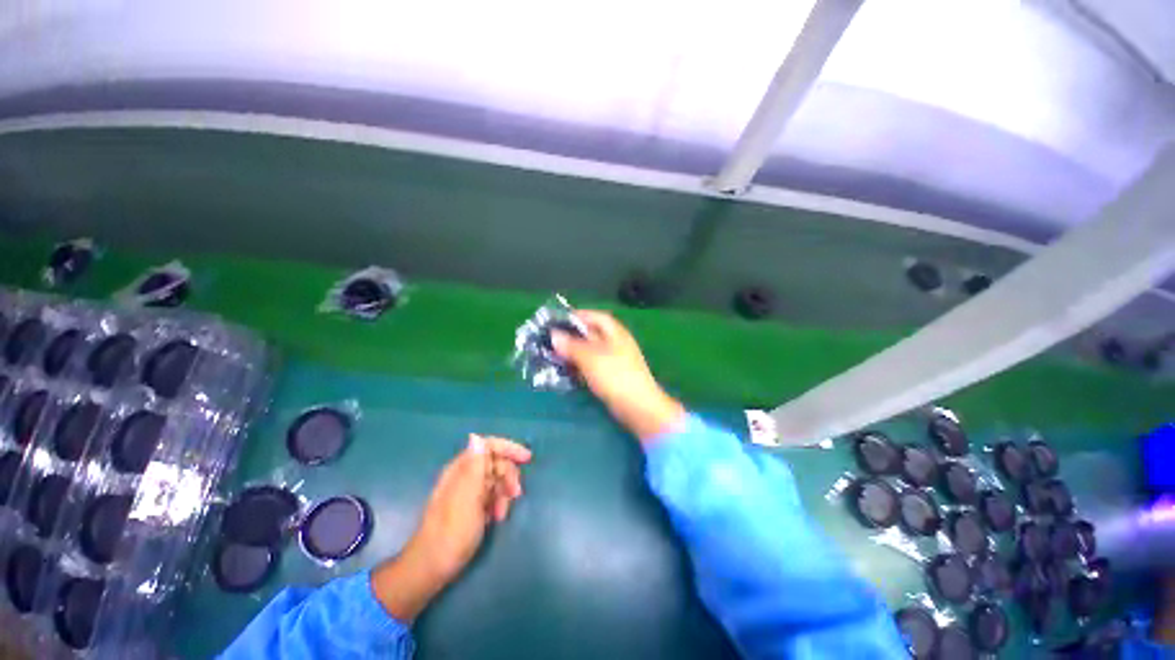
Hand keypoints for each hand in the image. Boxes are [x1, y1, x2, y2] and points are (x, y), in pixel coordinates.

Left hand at [372, 435, 530, 621]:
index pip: (488, 445)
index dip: (509, 448)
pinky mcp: (469, 506)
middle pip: (495, 462)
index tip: (527, 459)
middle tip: (516, 495)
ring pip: (495, 479)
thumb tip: (476, 437)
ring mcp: (466, 491)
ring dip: (504, 493)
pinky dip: (497, 503)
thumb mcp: (467, 497)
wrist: (432, 568)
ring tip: (502, 513)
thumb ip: (475, 466)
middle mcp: (463, 475)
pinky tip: (496, 517)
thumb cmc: (452, 532)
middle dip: (508, 476)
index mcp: (461, 469)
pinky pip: (491, 495)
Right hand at [553, 310, 684, 441]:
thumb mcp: (590, 357)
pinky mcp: (612, 377)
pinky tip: (567, 372)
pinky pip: (593, 366)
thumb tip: (554, 335)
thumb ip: (572, 345)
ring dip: (574, 353)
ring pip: (591, 352)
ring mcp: (615, 361)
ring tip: (554, 356)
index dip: (578, 316)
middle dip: (572, 336)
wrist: (637, 406)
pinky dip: (580, 367)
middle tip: (552, 340)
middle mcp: (616, 344)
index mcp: (615, 333)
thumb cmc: (615, 375)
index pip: (596, 317)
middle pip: (592, 334)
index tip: (559, 320)